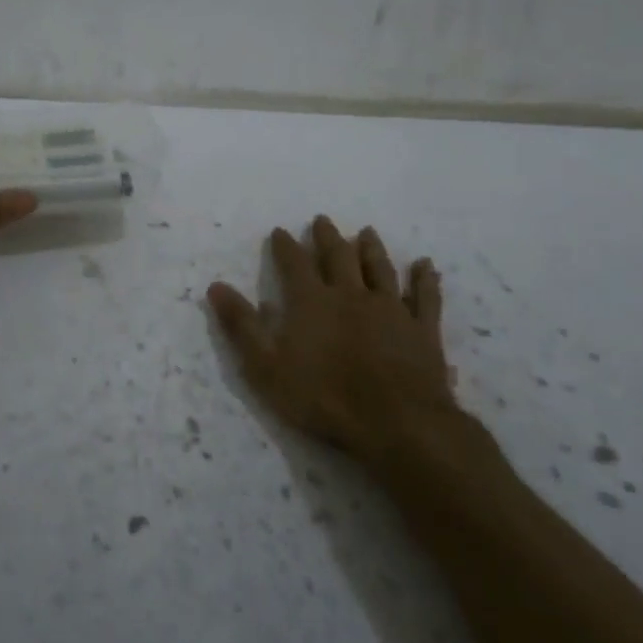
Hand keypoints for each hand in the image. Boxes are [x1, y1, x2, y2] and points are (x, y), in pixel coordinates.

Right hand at [208, 217, 459, 468]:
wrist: (397, 423)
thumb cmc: (323, 397)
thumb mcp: (266, 366)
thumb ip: (242, 325)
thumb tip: (216, 286)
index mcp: (312, 301)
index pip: (294, 263)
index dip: (285, 246)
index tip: (279, 231)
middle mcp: (351, 294)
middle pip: (338, 257)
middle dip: (327, 237)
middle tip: (322, 220)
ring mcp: (391, 309)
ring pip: (379, 269)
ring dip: (371, 249)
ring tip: (366, 232)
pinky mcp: (422, 329)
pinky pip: (425, 296)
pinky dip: (425, 279)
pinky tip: (426, 265)